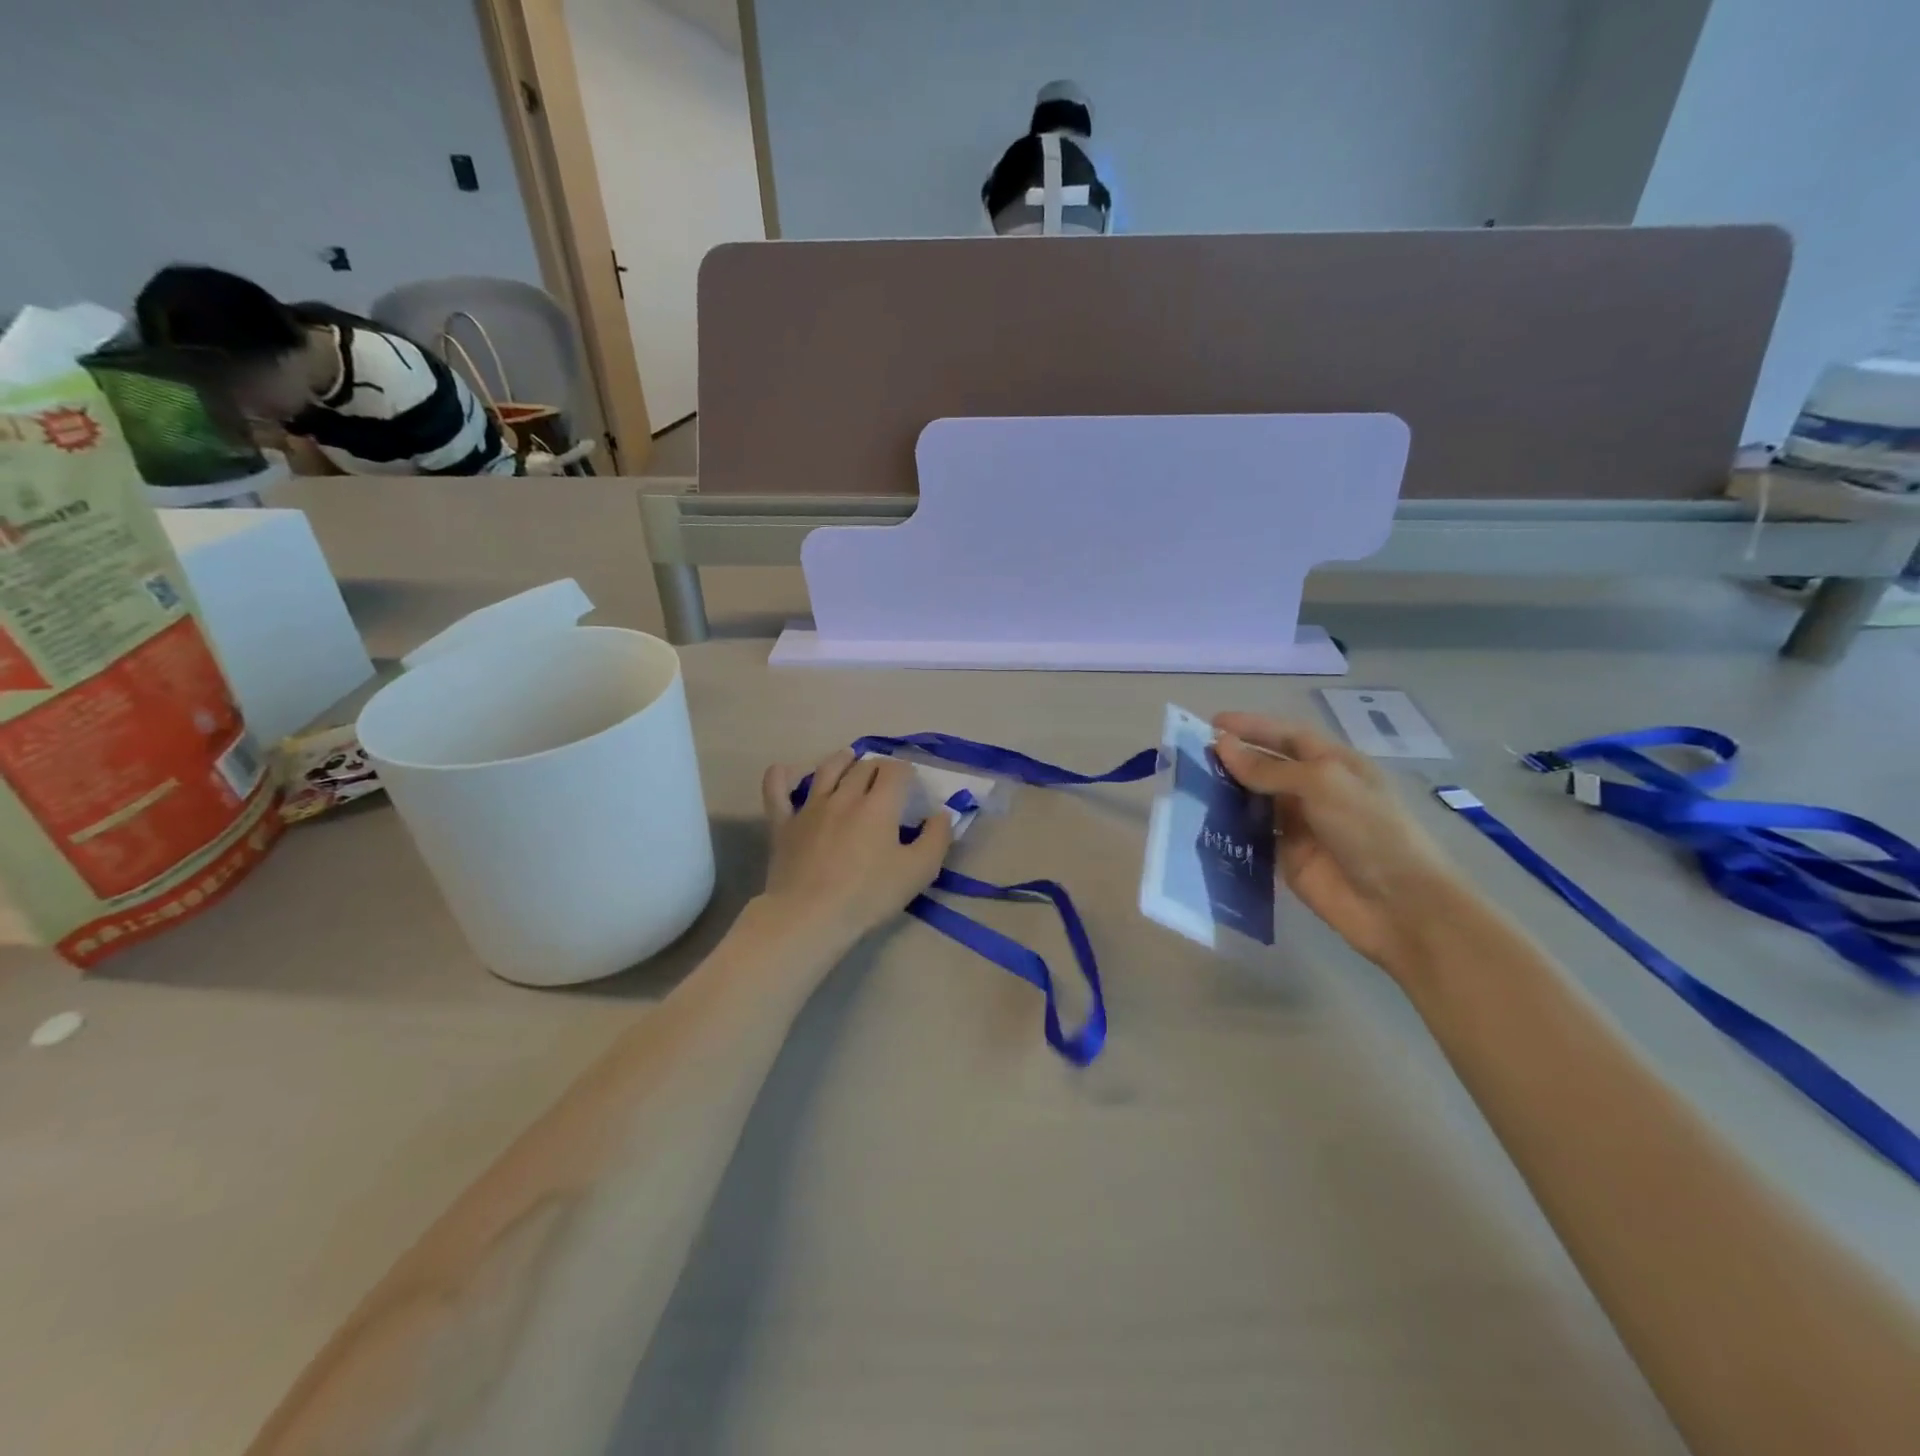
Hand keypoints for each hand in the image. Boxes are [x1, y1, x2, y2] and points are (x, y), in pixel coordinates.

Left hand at [758, 750, 953, 946]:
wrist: (810, 916)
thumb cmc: (869, 895)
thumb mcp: (919, 871)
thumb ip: (937, 838)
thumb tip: (943, 814)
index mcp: (879, 804)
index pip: (896, 770)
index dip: (907, 772)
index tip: (912, 786)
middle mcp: (845, 796)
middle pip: (864, 767)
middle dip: (879, 767)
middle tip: (886, 779)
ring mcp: (810, 807)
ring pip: (827, 770)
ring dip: (842, 760)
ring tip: (849, 757)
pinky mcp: (784, 824)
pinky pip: (777, 790)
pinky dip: (781, 776)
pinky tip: (786, 772)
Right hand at [1212, 713, 1465, 974]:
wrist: (1398, 905)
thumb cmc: (1369, 830)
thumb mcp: (1321, 785)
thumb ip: (1268, 768)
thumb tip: (1221, 745)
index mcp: (1335, 764)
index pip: (1287, 736)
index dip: (1252, 727)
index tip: (1212, 723)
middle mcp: (1316, 790)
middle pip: (1268, 767)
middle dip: (1234, 758)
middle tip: (1191, 756)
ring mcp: (1301, 826)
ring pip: (1255, 801)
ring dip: (1227, 792)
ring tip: (1189, 785)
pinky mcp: (1287, 858)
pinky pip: (1252, 836)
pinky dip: (1229, 827)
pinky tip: (1201, 821)